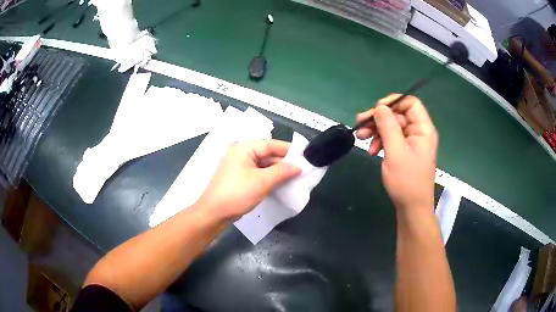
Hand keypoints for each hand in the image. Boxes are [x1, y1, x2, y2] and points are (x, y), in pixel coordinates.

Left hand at [195, 139, 300, 222]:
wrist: (214, 213)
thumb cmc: (237, 193)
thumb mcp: (262, 181)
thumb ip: (282, 171)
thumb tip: (298, 166)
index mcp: (243, 148)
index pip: (270, 144)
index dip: (288, 149)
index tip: (305, 155)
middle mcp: (240, 153)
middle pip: (267, 153)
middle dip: (284, 162)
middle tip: (302, 168)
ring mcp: (239, 166)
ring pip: (263, 164)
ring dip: (277, 170)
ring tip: (295, 176)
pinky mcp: (239, 177)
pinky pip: (258, 173)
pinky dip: (269, 177)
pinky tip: (281, 182)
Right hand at [355, 94, 437, 211]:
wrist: (412, 208)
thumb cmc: (407, 181)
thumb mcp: (395, 151)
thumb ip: (388, 126)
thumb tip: (379, 107)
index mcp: (423, 129)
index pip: (410, 103)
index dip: (393, 102)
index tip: (376, 110)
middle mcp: (418, 132)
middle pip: (398, 115)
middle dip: (379, 119)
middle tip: (360, 124)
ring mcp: (412, 143)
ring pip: (392, 127)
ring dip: (376, 131)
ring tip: (361, 138)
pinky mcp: (405, 152)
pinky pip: (392, 139)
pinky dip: (380, 142)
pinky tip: (371, 150)